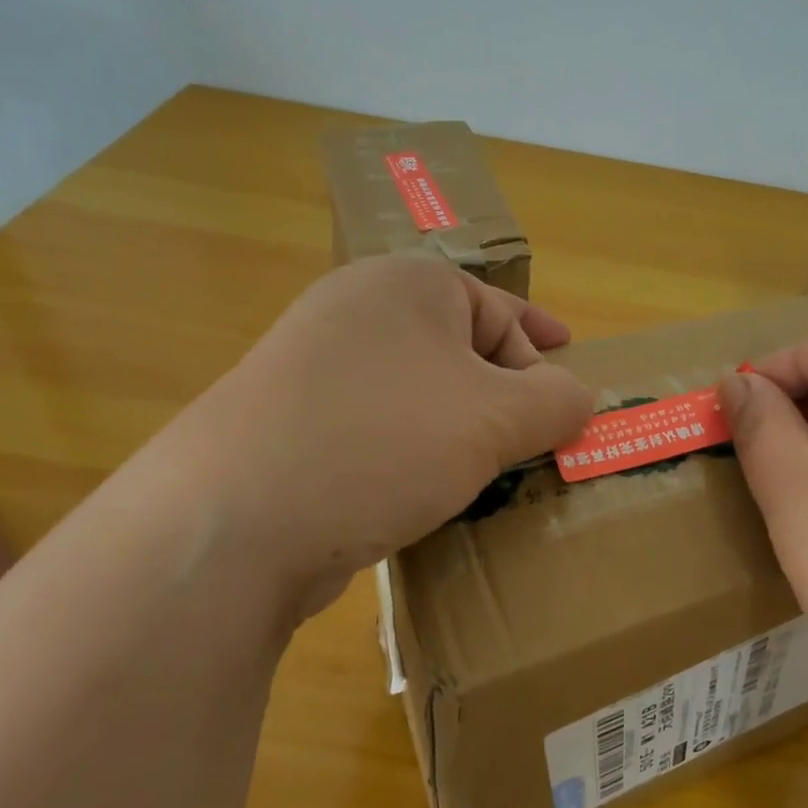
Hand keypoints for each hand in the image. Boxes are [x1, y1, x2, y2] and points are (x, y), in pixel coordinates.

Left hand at [173, 255, 591, 616]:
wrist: (232, 521)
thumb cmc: (385, 441)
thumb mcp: (497, 418)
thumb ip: (557, 401)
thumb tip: (576, 398)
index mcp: (406, 285)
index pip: (498, 309)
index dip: (541, 345)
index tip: (570, 380)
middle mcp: (354, 311)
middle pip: (457, 347)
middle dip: (504, 392)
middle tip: (535, 435)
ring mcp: (311, 367)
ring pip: (415, 390)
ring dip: (458, 426)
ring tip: (487, 468)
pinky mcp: (287, 424)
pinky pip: (376, 426)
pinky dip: (412, 451)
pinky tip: (423, 490)